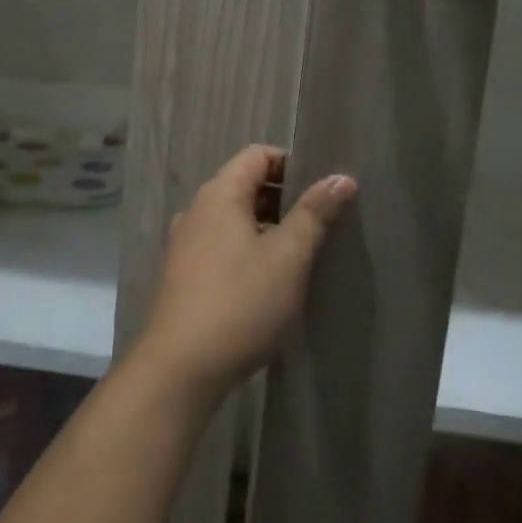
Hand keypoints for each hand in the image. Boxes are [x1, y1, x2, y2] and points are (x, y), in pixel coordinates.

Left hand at [134, 145, 355, 401]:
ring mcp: (184, 243)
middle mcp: (196, 210)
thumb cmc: (241, 302)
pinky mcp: (181, 275)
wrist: (180, 367)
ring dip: (266, 228)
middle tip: (320, 224)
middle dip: (283, 198)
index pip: (256, 155)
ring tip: (299, 255)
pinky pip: (220, 245)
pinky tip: (267, 282)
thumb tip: (341, 177)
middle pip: (244, 185)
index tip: (322, 190)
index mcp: (219, 194)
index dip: (291, 163)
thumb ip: (314, 213)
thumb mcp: (289, 257)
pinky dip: (246, 250)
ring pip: (233, 219)